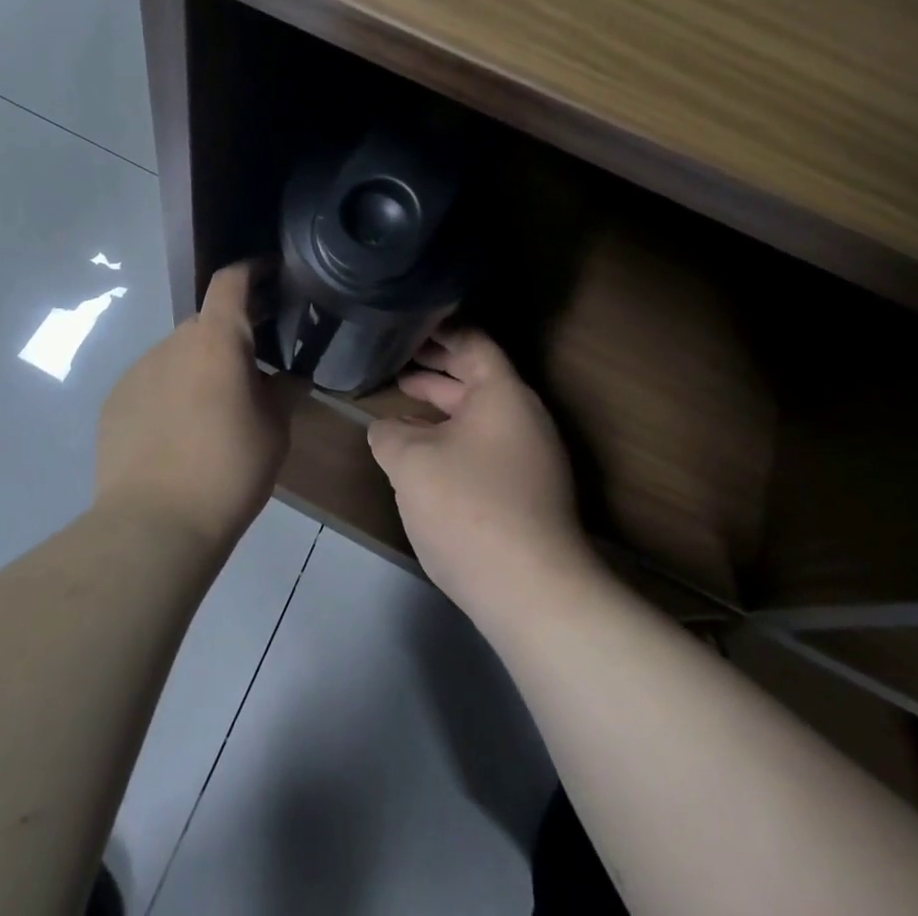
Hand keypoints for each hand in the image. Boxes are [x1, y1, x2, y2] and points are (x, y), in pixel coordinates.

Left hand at [95, 262, 291, 552]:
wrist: (154, 524)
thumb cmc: (228, 471)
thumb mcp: (274, 432)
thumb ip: (283, 392)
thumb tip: (288, 377)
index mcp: (216, 340)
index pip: (231, 281)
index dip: (251, 269)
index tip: (269, 272)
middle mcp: (173, 343)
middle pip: (205, 324)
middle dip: (228, 338)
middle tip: (249, 370)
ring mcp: (137, 370)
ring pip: (176, 355)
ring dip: (196, 368)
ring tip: (210, 412)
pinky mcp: (114, 401)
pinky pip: (150, 383)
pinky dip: (168, 393)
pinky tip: (175, 434)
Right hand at [369, 329, 593, 628]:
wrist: (532, 592)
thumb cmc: (468, 507)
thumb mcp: (411, 461)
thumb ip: (389, 433)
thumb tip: (385, 429)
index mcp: (502, 393)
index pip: (472, 342)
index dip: (439, 330)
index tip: (407, 324)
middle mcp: (523, 416)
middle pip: (477, 377)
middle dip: (435, 368)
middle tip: (395, 360)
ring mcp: (530, 456)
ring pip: (479, 414)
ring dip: (441, 406)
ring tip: (401, 403)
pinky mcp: (527, 491)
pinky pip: (485, 445)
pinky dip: (452, 437)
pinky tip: (423, 455)